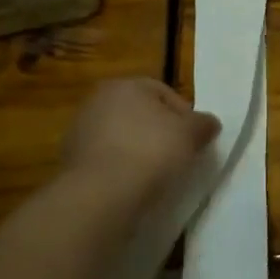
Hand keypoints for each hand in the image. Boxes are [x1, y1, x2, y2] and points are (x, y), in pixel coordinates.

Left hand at [62, 79, 219, 203]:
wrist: (102, 193)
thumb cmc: (151, 151)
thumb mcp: (190, 134)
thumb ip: (203, 124)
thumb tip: (209, 123)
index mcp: (125, 85)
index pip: (163, 93)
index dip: (184, 116)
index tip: (195, 140)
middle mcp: (97, 101)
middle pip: (140, 114)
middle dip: (159, 132)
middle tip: (179, 155)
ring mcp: (80, 131)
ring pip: (121, 138)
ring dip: (138, 151)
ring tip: (157, 175)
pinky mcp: (70, 162)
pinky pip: (106, 161)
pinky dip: (120, 169)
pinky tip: (134, 186)